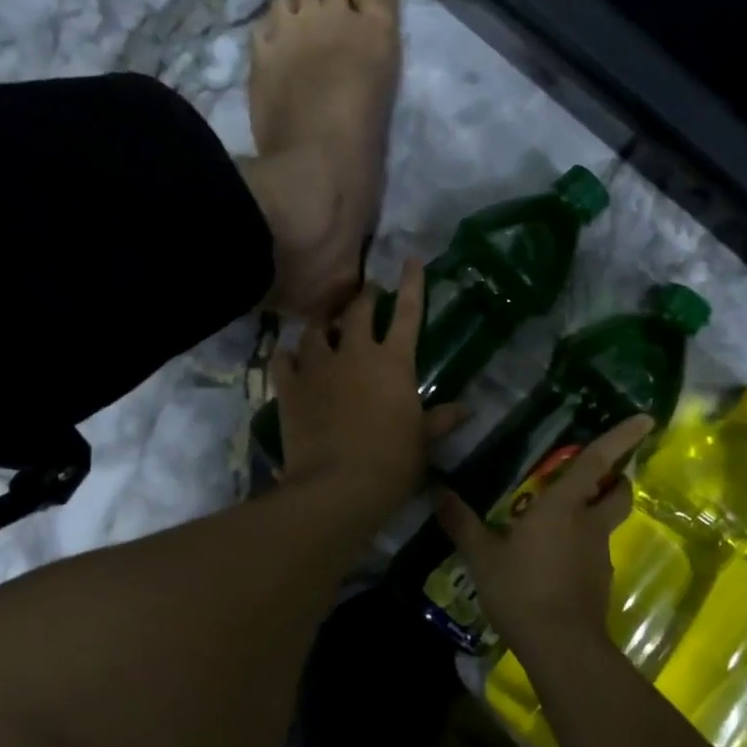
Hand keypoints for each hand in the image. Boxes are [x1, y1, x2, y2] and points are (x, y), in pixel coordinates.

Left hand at [273, 258, 467, 511]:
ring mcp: (318, 367)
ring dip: (323, 325)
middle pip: (358, 311)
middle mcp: (355, 354)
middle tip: (367, 292)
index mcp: (394, 363)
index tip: (410, 260)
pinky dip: (286, 355)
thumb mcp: (423, 441)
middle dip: (365, 297)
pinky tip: (288, 356)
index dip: (412, 284)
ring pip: (316, 330)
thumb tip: (465, 409)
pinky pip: (282, 358)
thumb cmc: (392, 463)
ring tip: (325, 325)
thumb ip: (441, 420)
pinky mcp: (290, 386)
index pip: (408, 313)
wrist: (338, 486)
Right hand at [434, 415, 653, 663]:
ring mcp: (599, 554)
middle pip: (618, 493)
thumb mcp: (482, 556)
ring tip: (559, 522)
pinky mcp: (600, 582)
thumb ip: (462, 523)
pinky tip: (554, 561)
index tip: (646, 419)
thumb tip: (437, 492)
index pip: (597, 462)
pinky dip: (581, 548)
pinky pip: (594, 553)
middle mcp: (589, 524)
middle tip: (598, 475)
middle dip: (617, 479)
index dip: (621, 438)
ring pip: (606, 523)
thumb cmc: (521, 590)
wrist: (561, 647)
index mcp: (563, 506)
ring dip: (594, 514)